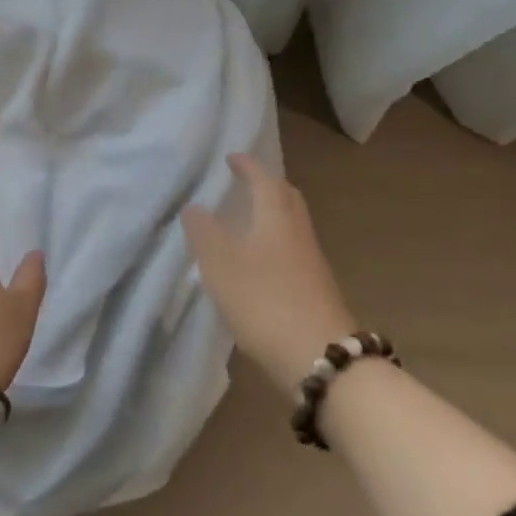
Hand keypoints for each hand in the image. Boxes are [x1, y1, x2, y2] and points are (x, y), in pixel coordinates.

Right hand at [182, 153, 357, 397]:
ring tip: (247, 220)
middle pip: (286, 198)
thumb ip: (204, 232)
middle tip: (245, 183)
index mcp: (276, 217)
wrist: (321, 358)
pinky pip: (293, 250)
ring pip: (292, 224)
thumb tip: (195, 206)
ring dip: (272, 214)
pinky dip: (276, 242)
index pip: (263, 180)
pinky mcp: (316, 289)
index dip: (247, 166)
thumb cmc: (264, 301)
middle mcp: (298, 232)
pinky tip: (260, 261)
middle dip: (266, 185)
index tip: (232, 157)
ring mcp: (312, 262)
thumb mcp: (221, 264)